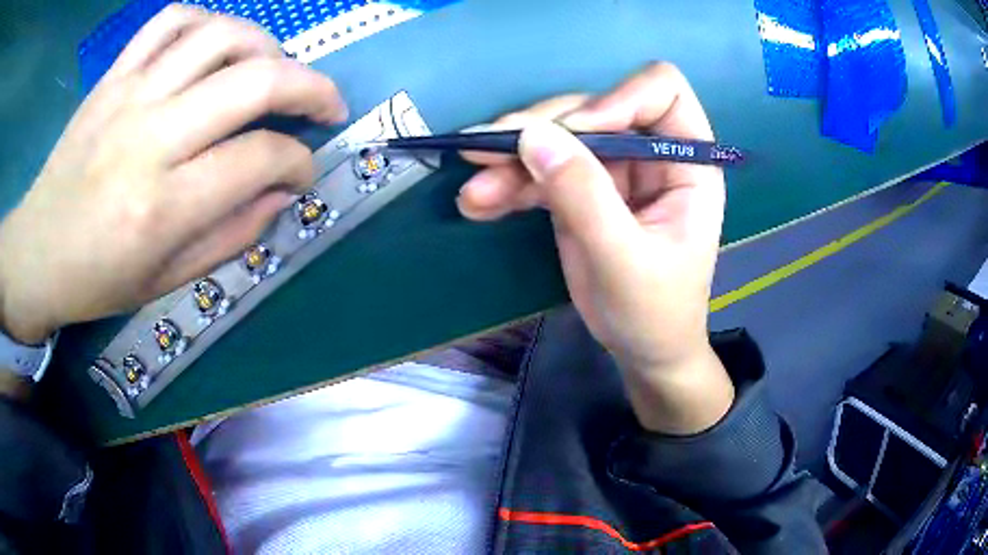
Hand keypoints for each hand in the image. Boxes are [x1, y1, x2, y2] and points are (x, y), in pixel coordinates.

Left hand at [0, 5, 346, 344]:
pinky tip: (214, 46)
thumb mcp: (164, 282)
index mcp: (162, 207)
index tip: (304, 171)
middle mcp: (150, 138)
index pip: (258, 159)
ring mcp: (129, 95)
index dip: (298, 162)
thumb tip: (280, 194)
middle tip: (326, 104)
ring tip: (274, 69)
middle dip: (311, 88)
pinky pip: (171, 20)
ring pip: (221, 35)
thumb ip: (229, 236)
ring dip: (266, 46)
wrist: (35, 253)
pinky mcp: (113, 76)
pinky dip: (206, 22)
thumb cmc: (95, 280)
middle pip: (254, 81)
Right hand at [458, 63, 732, 433]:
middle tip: (483, 154)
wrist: (642, 350)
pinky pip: (541, 172)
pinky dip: (508, 185)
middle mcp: (650, 153)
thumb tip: (532, 136)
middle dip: (540, 131)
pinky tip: (478, 204)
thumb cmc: (654, 312)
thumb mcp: (624, 260)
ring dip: (511, 160)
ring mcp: (613, 169)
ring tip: (473, 192)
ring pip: (557, 139)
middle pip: (592, 110)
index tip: (575, 133)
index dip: (616, 99)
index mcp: (687, 161)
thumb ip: (584, 196)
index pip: (660, 92)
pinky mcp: (581, 189)